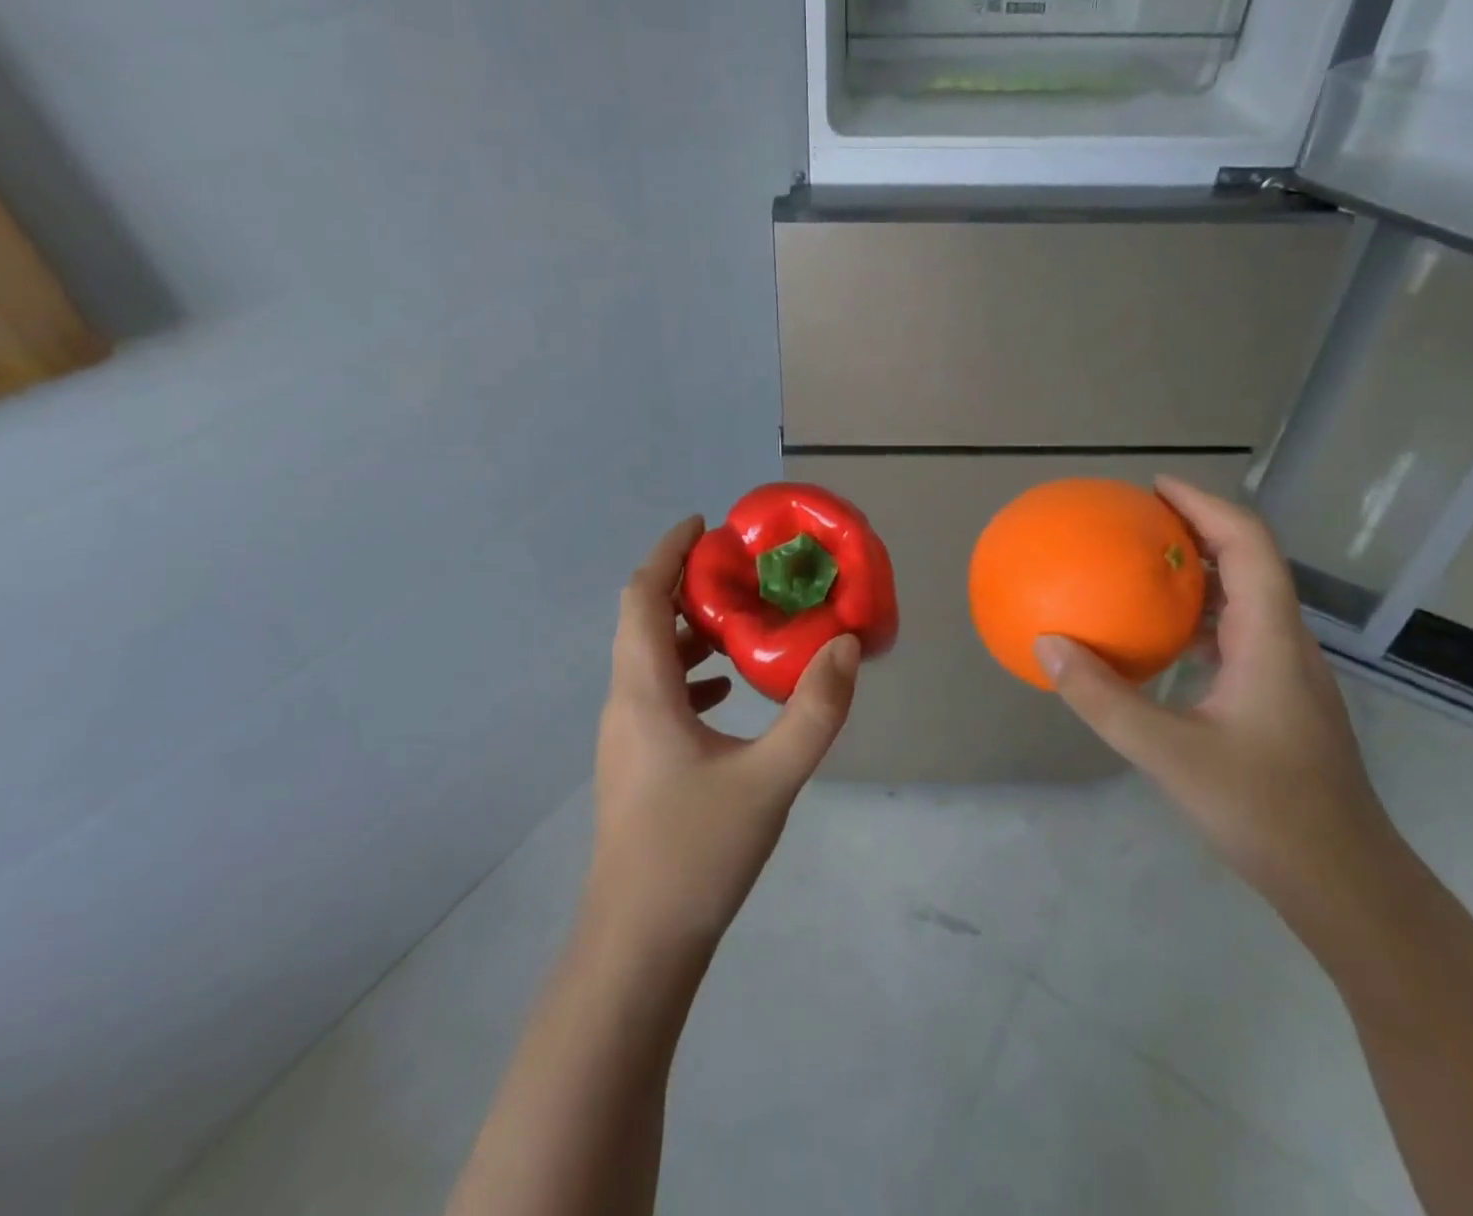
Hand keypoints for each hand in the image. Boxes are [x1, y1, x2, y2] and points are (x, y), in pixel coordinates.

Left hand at [585, 516, 861, 952]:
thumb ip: (815, 710)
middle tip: (742, 570)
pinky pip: (660, 693)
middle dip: (687, 585)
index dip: (668, 552)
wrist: (638, 948)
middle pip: (645, 621)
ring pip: (652, 659)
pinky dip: (692, 672)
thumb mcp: (770, 779)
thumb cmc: (696, 855)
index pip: (643, 597)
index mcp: (644, 692)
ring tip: (745, 619)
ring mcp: (627, 737)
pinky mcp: (638, 763)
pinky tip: (731, 690)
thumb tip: (846, 645)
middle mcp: (625, 703)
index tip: (706, 525)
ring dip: (692, 629)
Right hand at [1033, 478, 1399, 920]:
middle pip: (1250, 562)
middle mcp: (1284, 644)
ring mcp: (1286, 674)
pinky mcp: (1278, 700)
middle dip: (1198, 528)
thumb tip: (1047, 646)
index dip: (1206, 504)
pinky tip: (1160, 639)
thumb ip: (1103, 699)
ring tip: (1142, 567)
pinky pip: (1237, 635)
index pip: (1248, 545)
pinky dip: (1198, 617)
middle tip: (1138, 520)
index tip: (1156, 487)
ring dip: (1199, 572)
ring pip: (1245, 599)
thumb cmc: (1265, 811)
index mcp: (1269, 640)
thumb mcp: (1169, 754)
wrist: (1345, 883)